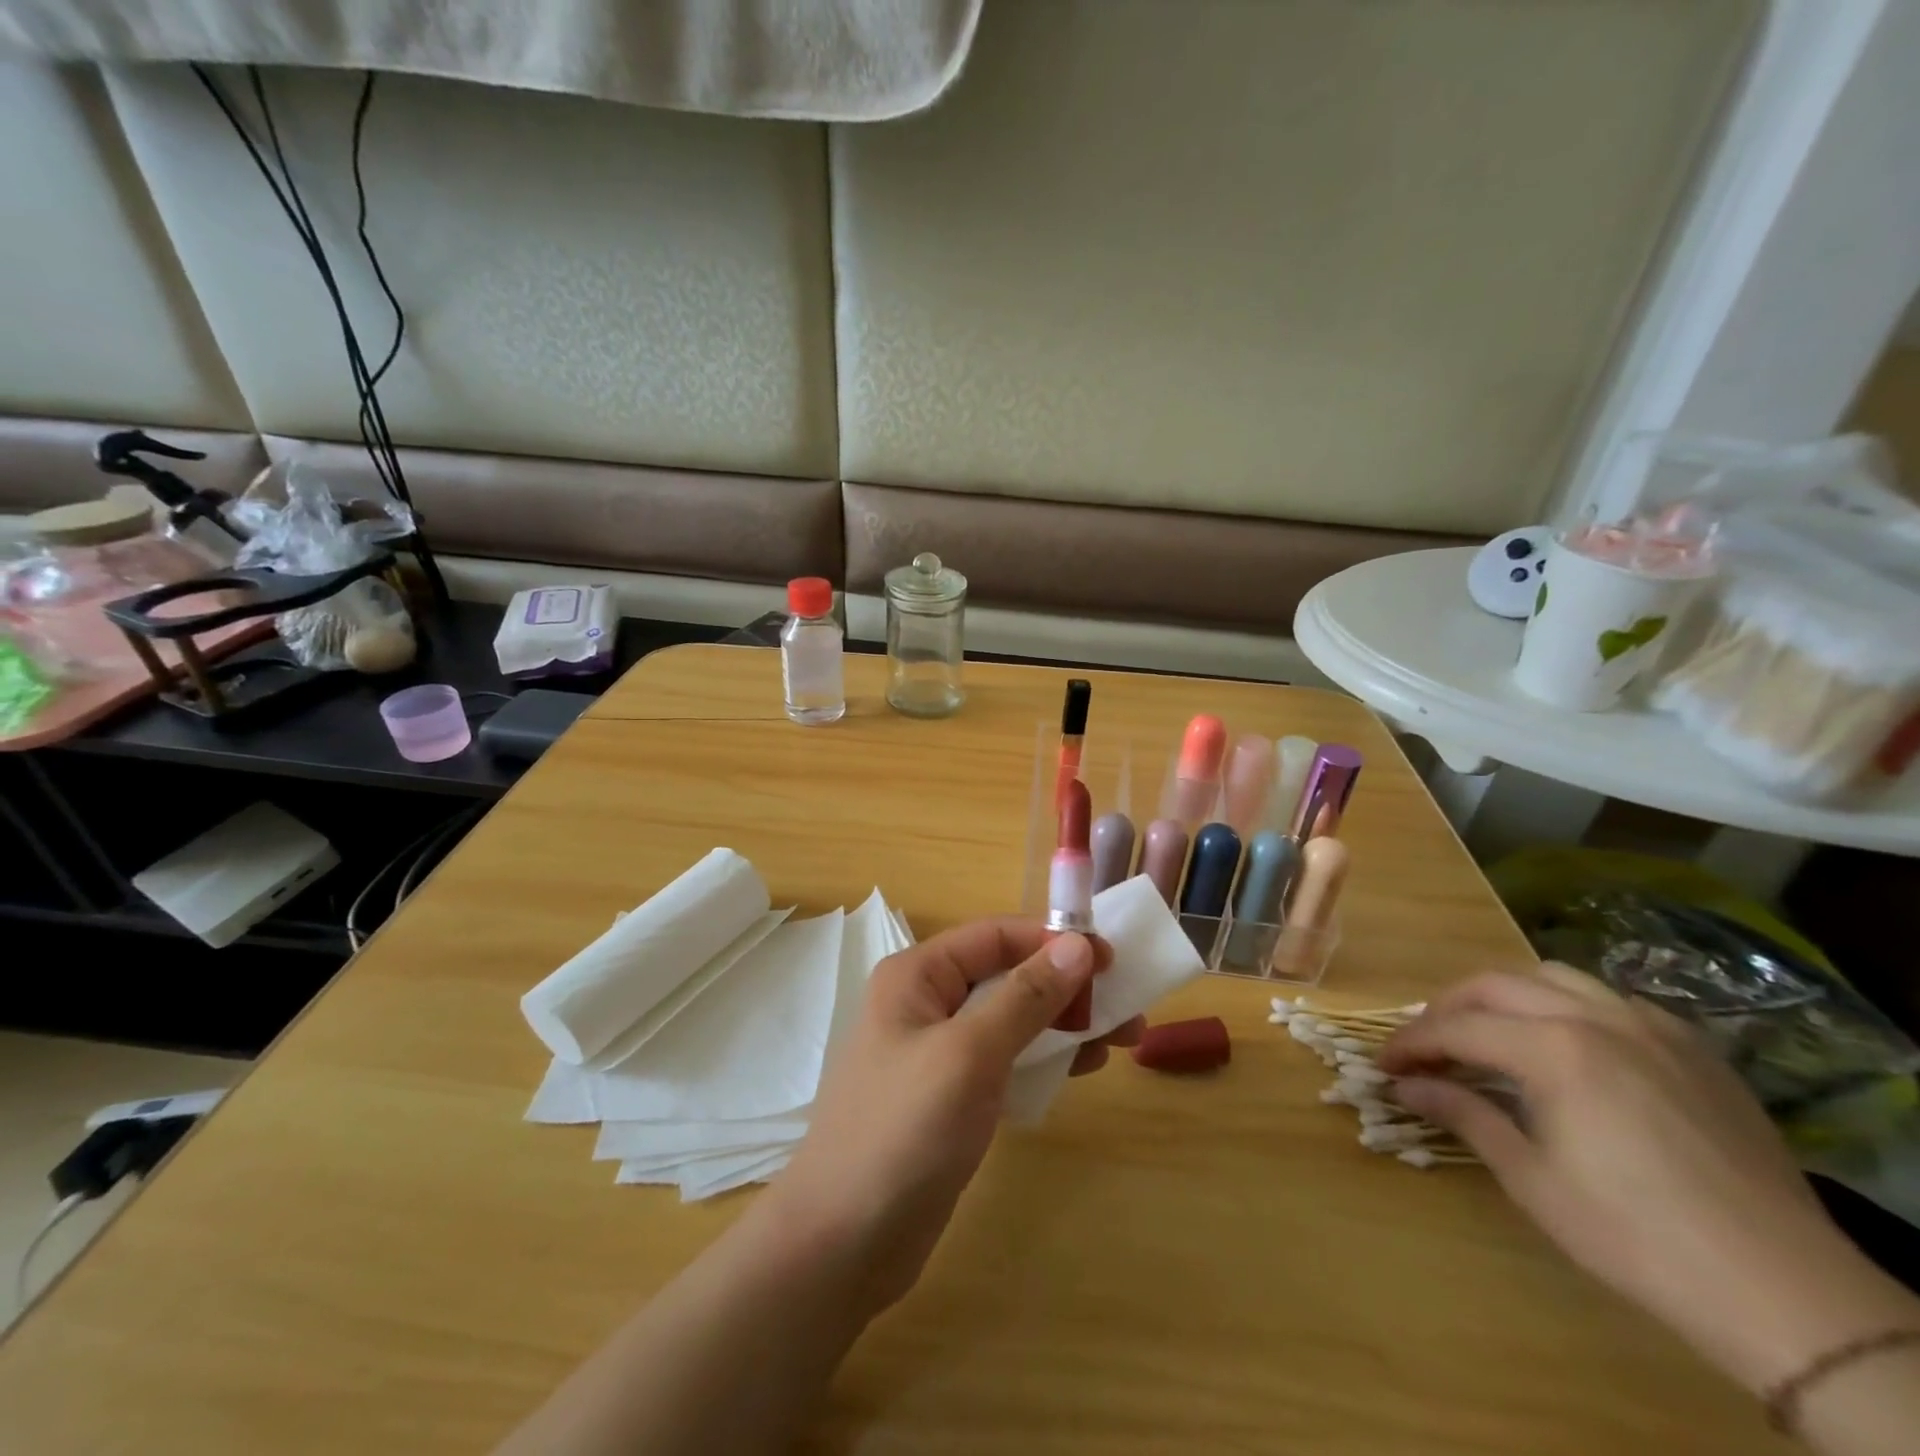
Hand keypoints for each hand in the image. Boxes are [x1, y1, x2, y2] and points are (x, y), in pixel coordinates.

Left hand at [769, 920, 1137, 1315]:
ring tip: (1118, 1042)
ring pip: (1010, 1019)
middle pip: (1007, 976)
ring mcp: (936, 1051)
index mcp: (918, 975)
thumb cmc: (905, 1130)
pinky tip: (1080, 1070)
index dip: (1053, 940)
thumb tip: (1077, 944)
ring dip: (1062, 1024)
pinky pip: (1005, 1059)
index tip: (1111, 960)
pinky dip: (1043, 1058)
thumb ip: (1026, 997)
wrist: (844, 1241)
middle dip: (1066, 987)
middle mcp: (925, 1002)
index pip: (995, 936)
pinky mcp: (950, 1095)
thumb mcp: (971, 1053)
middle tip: (1125, 1009)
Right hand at [1379, 964, 1912, 1394]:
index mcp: (1554, 1049)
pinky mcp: (1692, 1049)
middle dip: (1448, 1009)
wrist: (1785, 1292)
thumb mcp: (1532, 1180)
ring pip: (1553, 977)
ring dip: (1506, 997)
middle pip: (1496, 985)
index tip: (1384, 1065)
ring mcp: (1651, 1027)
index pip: (1456, 1027)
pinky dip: (1568, 1007)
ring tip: (1488, 1031)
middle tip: (1425, 1045)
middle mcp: (1596, 1018)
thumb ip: (1464, 1115)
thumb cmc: (1636, 1237)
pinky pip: (1612, 1001)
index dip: (1411, 1044)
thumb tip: (1406, 1087)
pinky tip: (1567, 1044)